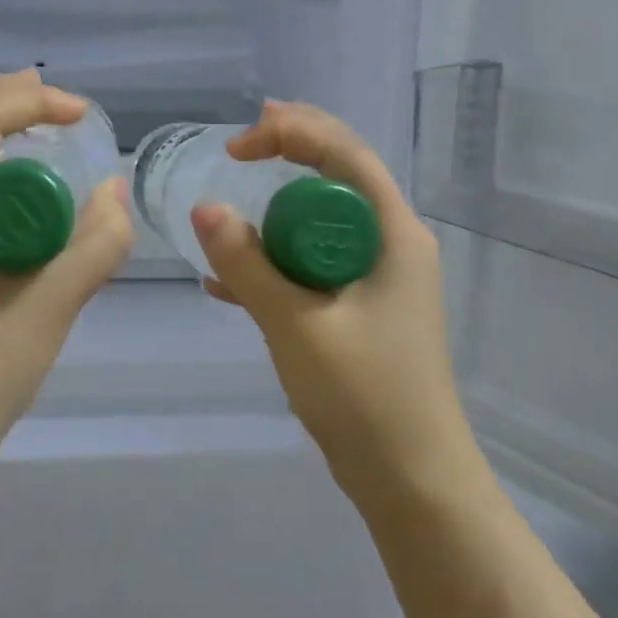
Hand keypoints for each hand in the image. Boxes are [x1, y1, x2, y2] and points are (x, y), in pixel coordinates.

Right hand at [190, 101, 485, 508]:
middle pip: (340, 175)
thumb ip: (248, 265)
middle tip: (245, 140)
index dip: (293, 133)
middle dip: (293, 149)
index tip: (238, 147)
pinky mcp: (363, 308)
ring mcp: (379, 277)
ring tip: (235, 196)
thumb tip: (204, 208)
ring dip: (280, 207)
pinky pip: (316, 262)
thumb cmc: (365, 396)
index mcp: (392, 234)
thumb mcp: (296, 325)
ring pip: (325, 219)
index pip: (345, 155)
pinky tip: (228, 283)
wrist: (413, 483)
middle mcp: (392, 243)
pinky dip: (278, 259)